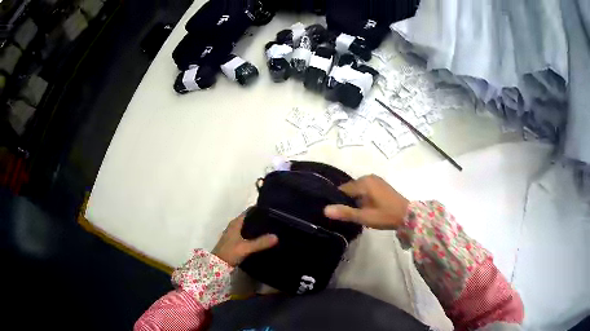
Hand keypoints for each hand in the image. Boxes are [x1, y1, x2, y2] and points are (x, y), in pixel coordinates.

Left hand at [212, 214, 277, 266]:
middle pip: (249, 220)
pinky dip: (254, 236)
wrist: (218, 265)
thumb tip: (276, 236)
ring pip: (248, 228)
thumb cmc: (230, 252)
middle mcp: (234, 226)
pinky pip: (247, 235)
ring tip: (272, 230)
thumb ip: (260, 242)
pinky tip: (262, 240)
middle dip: (260, 220)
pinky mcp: (235, 242)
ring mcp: (234, 234)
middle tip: (275, 221)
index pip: (249, 212)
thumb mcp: (246, 247)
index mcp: (235, 223)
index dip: (259, 210)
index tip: (272, 210)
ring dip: (257, 229)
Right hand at [324, 174, 408, 229]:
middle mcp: (368, 177)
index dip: (338, 201)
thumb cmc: (385, 215)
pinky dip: (362, 197)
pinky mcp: (380, 184)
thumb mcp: (364, 216)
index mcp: (364, 182)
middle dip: (347, 200)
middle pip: (350, 189)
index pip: (343, 189)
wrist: (408, 215)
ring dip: (355, 199)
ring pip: (358, 189)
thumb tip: (325, 209)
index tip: (337, 212)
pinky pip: (365, 189)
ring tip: (355, 213)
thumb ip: (345, 212)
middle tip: (346, 215)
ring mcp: (375, 180)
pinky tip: (364, 208)